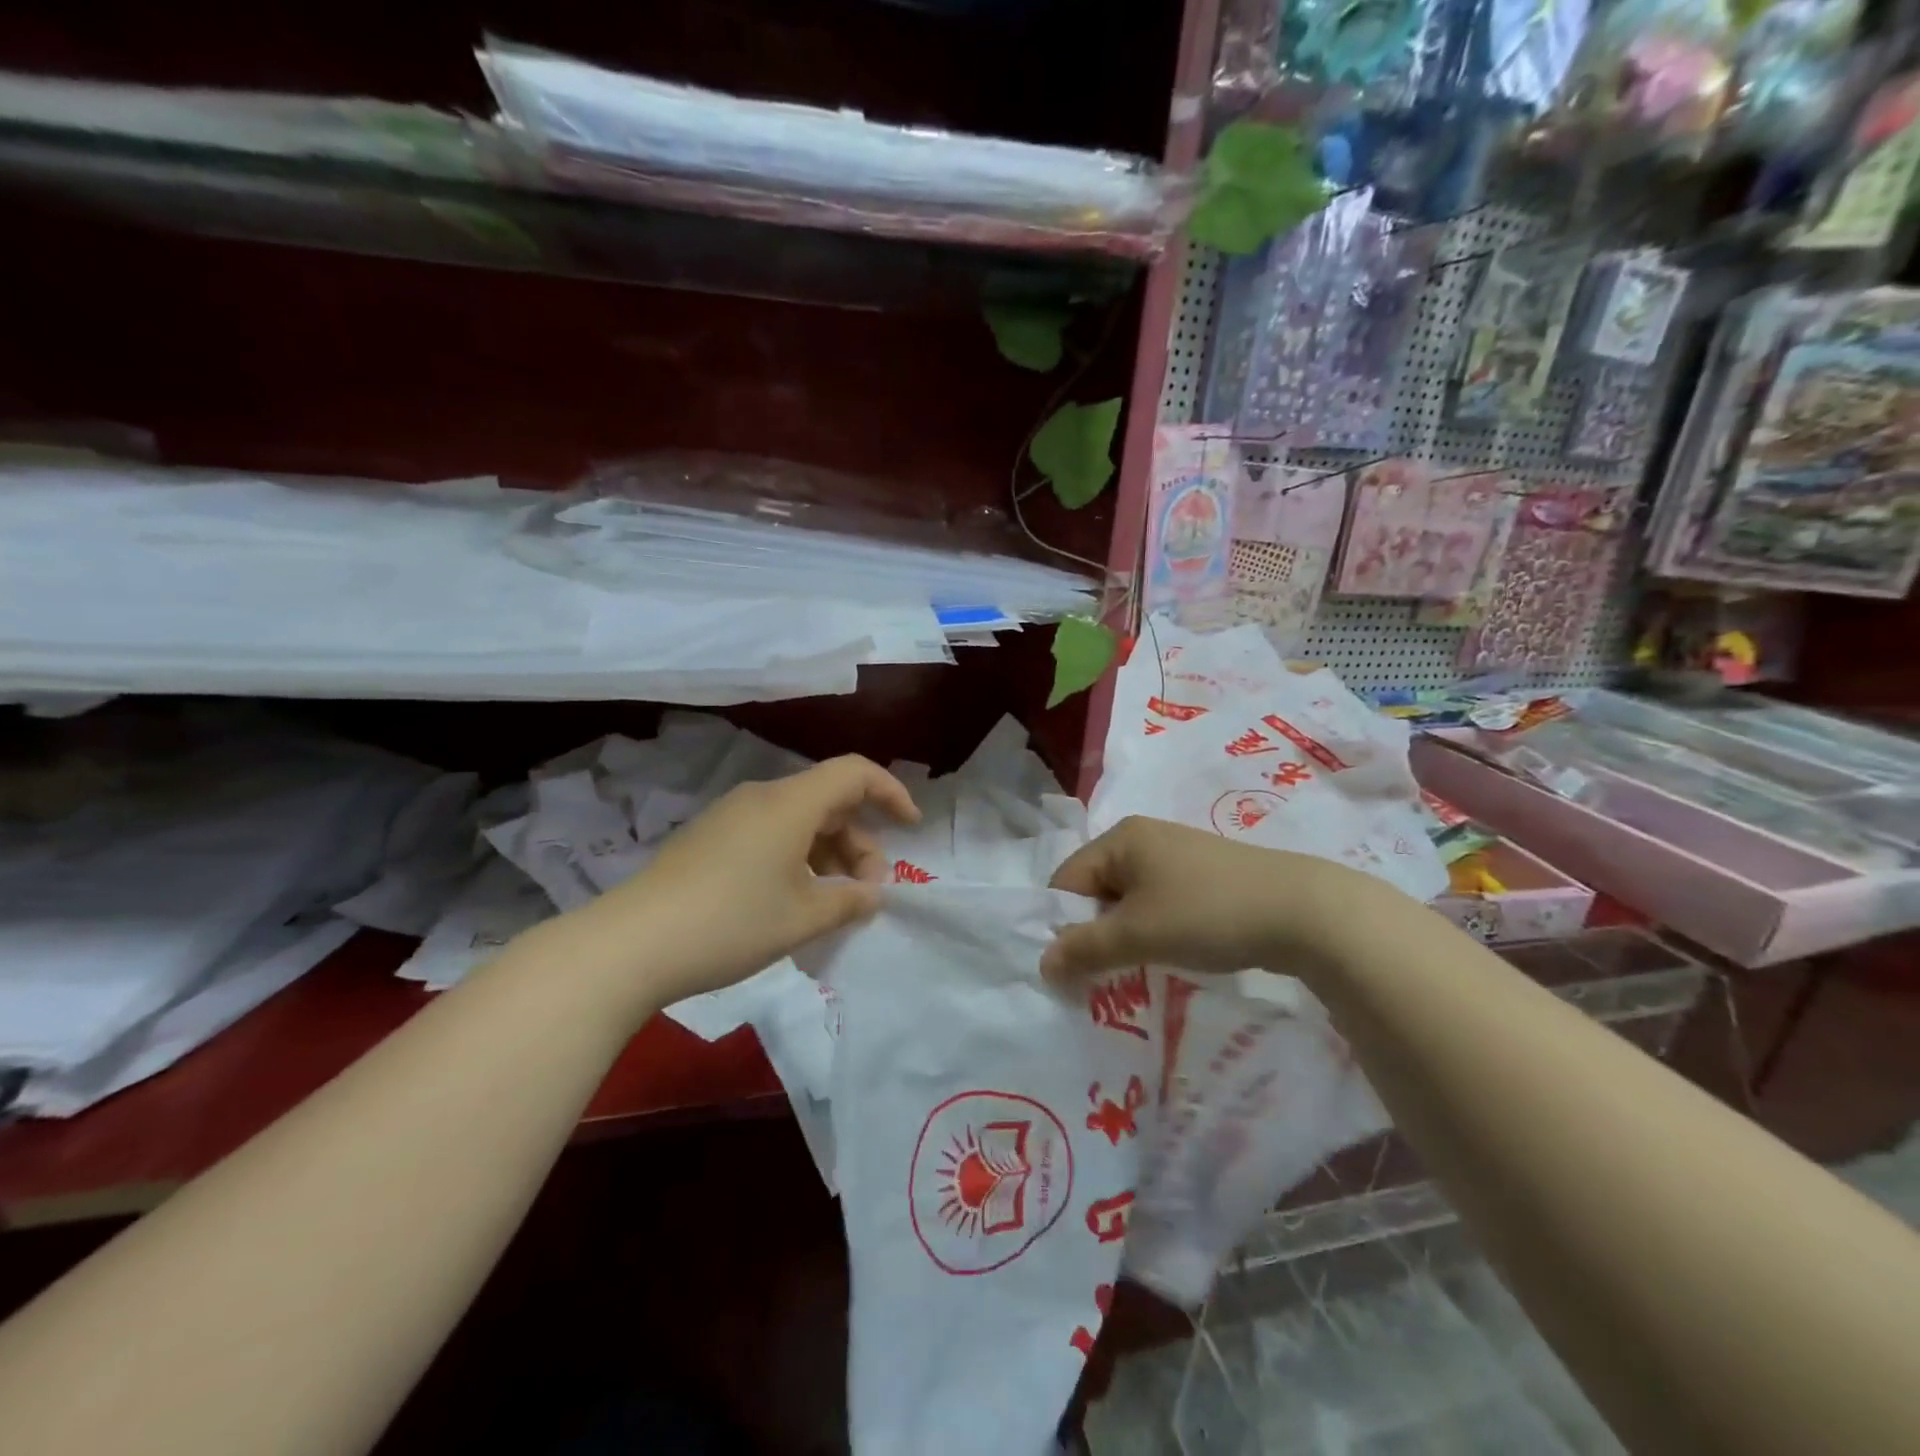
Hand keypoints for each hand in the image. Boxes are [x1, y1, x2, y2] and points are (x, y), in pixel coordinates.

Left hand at [582, 755, 917, 1008]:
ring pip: (799, 821)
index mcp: (790, 804)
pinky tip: (794, 902)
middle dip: (860, 842)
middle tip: (867, 892)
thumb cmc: (730, 923)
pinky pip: (771, 835)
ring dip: (829, 855)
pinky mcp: (710, 839)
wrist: (630, 944)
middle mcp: (762, 798)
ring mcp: (731, 817)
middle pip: (829, 801)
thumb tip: (872, 895)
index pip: (854, 773)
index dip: (890, 792)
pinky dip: (798, 859)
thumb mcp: (802, 919)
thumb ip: (849, 903)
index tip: (910, 827)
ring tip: (834, 906)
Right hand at [1041, 815, 1382, 982]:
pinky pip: (1159, 905)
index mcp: (1120, 839)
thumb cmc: (1207, 913)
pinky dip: (1154, 932)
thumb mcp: (1137, 934)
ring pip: (1128, 902)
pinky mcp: (1203, 877)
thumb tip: (1042, 964)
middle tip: (1102, 977)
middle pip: (1095, 891)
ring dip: (1125, 938)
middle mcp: (1143, 839)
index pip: (1066, 881)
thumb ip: (1084, 949)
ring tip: (1136, 972)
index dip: (1061, 926)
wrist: (1303, 912)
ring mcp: (1176, 856)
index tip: (1072, 970)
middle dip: (1094, 935)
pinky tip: (1169, 956)